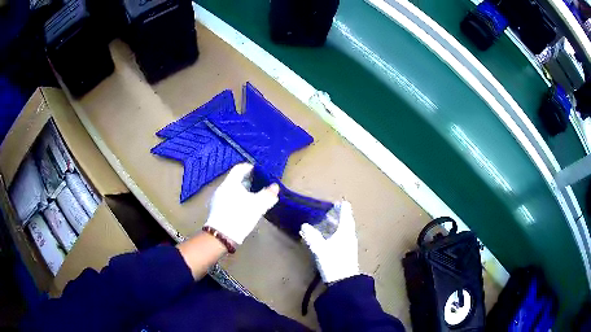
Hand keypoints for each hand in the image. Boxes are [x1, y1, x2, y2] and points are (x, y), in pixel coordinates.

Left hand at [205, 163, 278, 244]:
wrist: (222, 235)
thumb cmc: (240, 215)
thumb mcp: (257, 205)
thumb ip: (267, 194)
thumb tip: (275, 187)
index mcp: (230, 183)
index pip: (240, 168)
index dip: (250, 168)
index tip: (259, 171)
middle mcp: (222, 188)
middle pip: (235, 179)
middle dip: (248, 181)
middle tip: (259, 184)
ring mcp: (217, 199)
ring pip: (232, 190)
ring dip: (243, 191)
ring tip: (253, 196)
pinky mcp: (216, 209)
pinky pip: (228, 198)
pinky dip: (237, 198)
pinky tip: (244, 207)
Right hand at [300, 201, 359, 283]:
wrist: (344, 281)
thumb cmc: (333, 261)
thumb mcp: (320, 248)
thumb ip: (312, 236)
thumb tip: (304, 225)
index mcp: (345, 230)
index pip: (345, 212)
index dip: (340, 206)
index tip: (332, 203)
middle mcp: (349, 235)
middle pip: (345, 220)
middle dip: (336, 215)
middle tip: (325, 212)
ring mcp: (349, 244)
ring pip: (343, 229)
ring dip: (335, 225)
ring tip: (324, 223)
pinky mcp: (347, 252)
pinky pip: (342, 237)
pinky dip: (335, 233)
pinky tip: (327, 238)